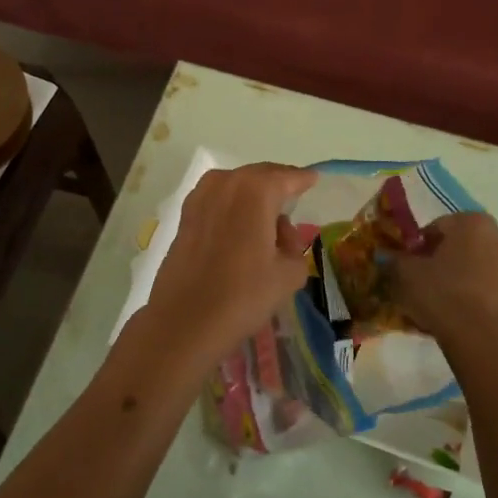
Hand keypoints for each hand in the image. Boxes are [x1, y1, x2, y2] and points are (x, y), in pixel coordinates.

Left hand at [138, 163, 317, 368]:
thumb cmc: (243, 295)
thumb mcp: (288, 274)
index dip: (303, 179)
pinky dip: (232, 205)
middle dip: (278, 184)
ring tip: (267, 217)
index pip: (287, 177)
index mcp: (257, 191)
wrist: (184, 320)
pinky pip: (218, 199)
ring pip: (236, 185)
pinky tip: (240, 226)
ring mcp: (201, 196)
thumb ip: (295, 246)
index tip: (314, 180)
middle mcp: (227, 183)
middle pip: (260, 176)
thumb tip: (281, 233)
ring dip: (253, 195)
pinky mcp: (185, 215)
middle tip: (293, 197)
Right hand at [394, 212, 497, 363]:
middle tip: (427, 281)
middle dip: (447, 259)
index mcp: (474, 224)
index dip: (421, 245)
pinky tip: (465, 316)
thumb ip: (396, 259)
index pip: (440, 226)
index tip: (411, 264)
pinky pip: (496, 291)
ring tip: (447, 303)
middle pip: (465, 245)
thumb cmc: (443, 295)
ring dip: (467, 277)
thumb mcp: (406, 274)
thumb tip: (390, 257)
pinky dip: (482, 297)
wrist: (482, 342)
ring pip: (483, 267)